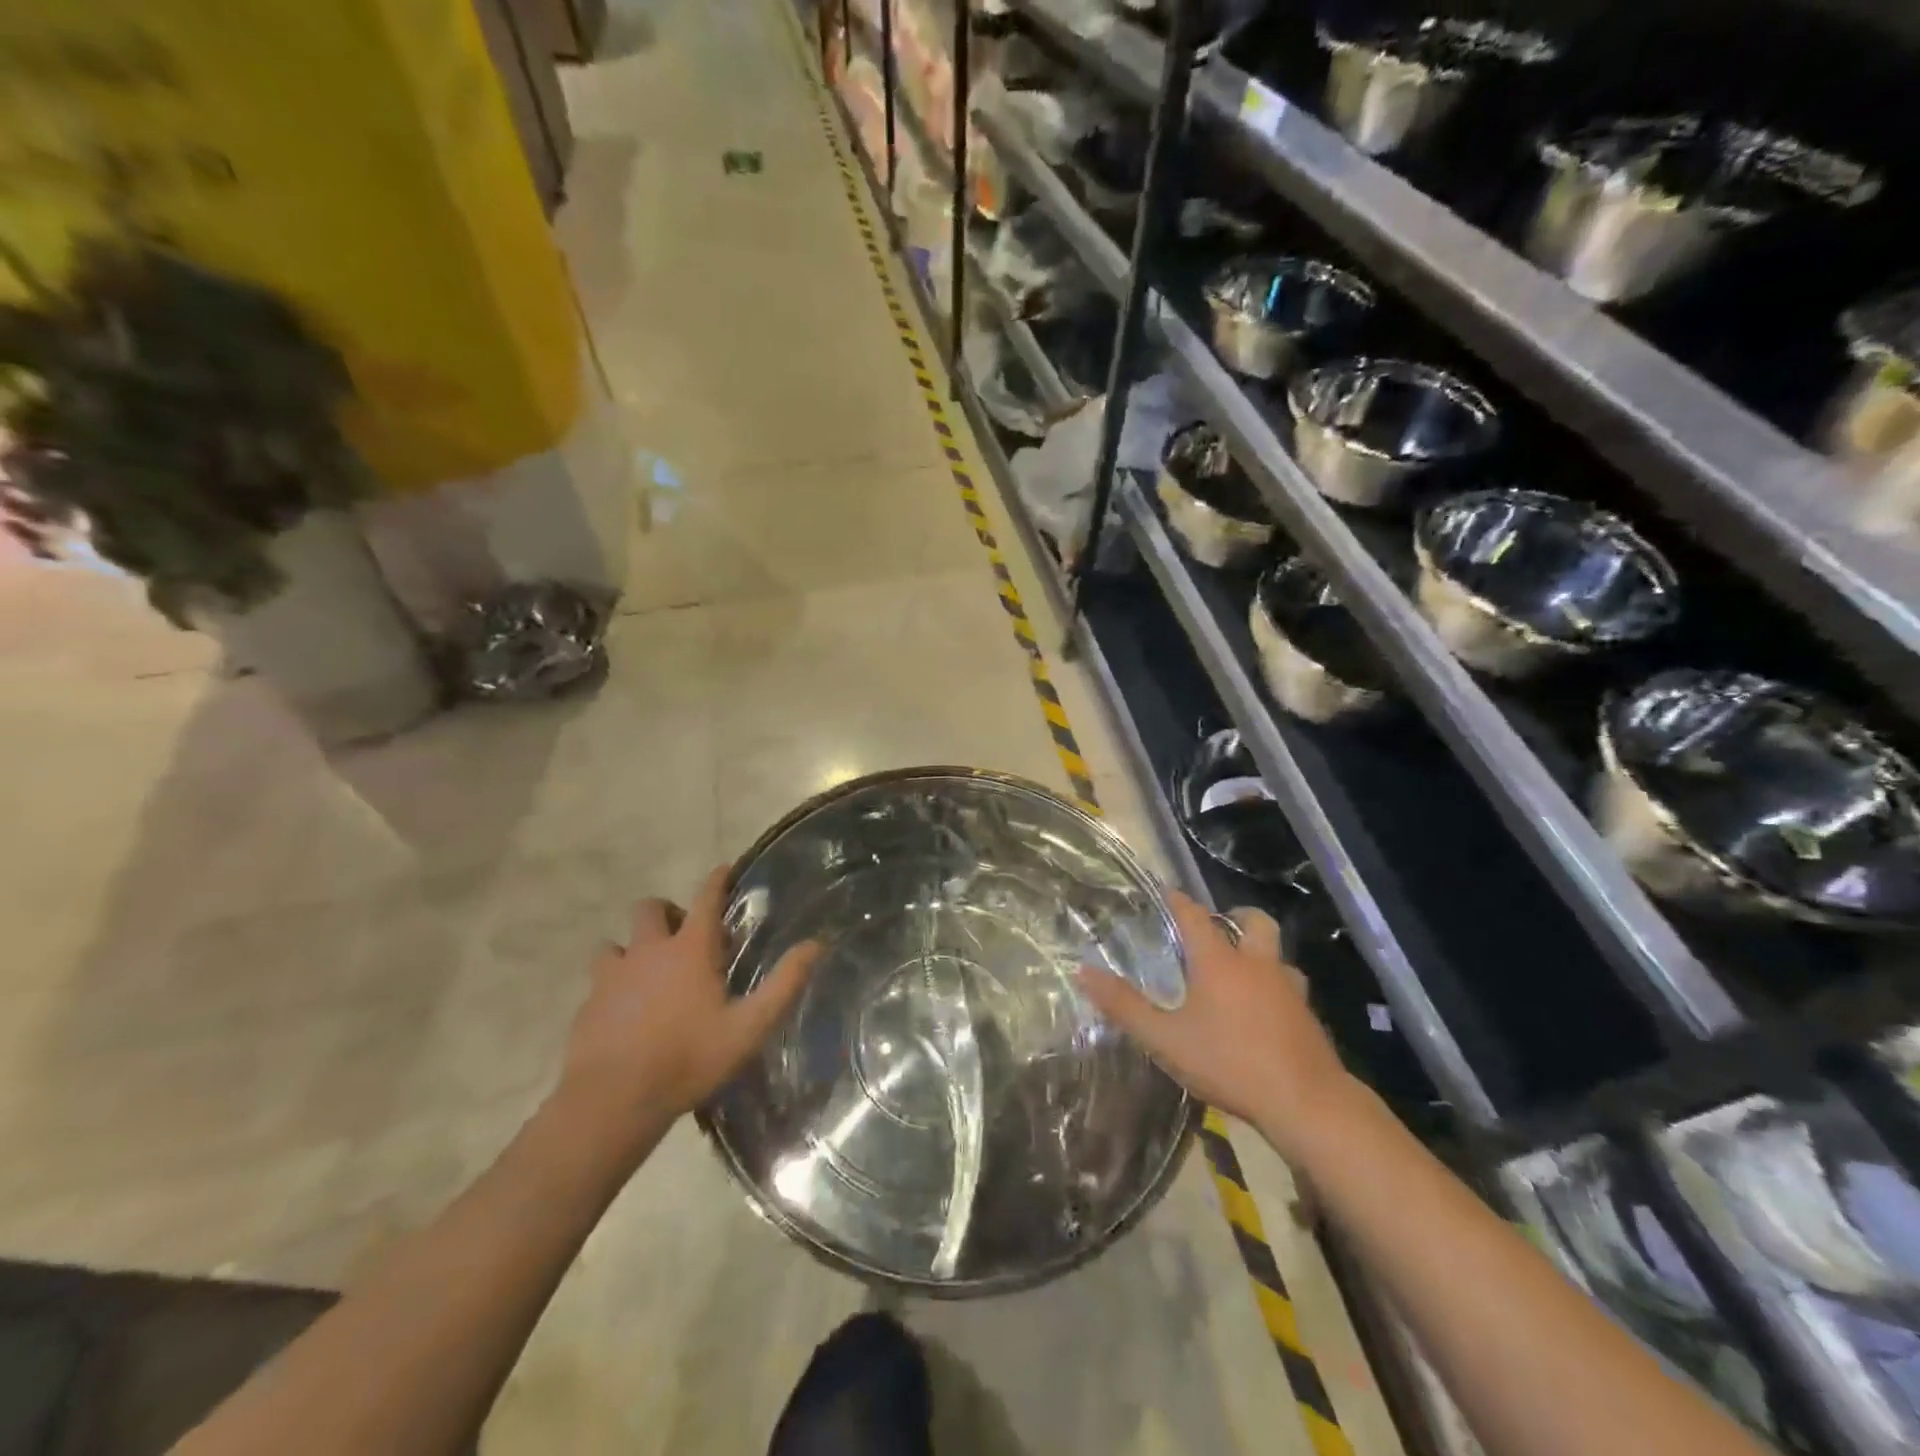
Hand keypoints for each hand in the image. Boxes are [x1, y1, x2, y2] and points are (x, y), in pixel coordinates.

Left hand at [556, 865, 819, 1148]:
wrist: (613, 1101)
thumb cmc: (689, 1058)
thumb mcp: (749, 1026)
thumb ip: (784, 984)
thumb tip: (816, 944)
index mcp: (689, 949)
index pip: (705, 898)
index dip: (717, 880)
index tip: (724, 869)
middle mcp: (648, 950)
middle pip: (650, 908)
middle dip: (668, 912)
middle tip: (684, 937)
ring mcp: (612, 976)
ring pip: (616, 943)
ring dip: (633, 948)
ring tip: (649, 974)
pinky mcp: (588, 1004)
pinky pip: (599, 981)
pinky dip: (614, 985)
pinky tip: (625, 1011)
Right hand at [1078, 890, 1354, 1158]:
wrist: (1307, 1103)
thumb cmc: (1230, 1063)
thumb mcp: (1166, 1039)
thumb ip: (1124, 1006)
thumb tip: (1083, 971)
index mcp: (1220, 962)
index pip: (1194, 916)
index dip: (1178, 900)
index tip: (1165, 891)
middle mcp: (1257, 965)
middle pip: (1254, 922)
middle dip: (1235, 916)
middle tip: (1216, 928)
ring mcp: (1289, 989)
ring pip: (1277, 955)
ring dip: (1259, 953)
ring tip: (1239, 972)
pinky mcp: (1308, 1017)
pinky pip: (1290, 987)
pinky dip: (1274, 987)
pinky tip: (1262, 1012)